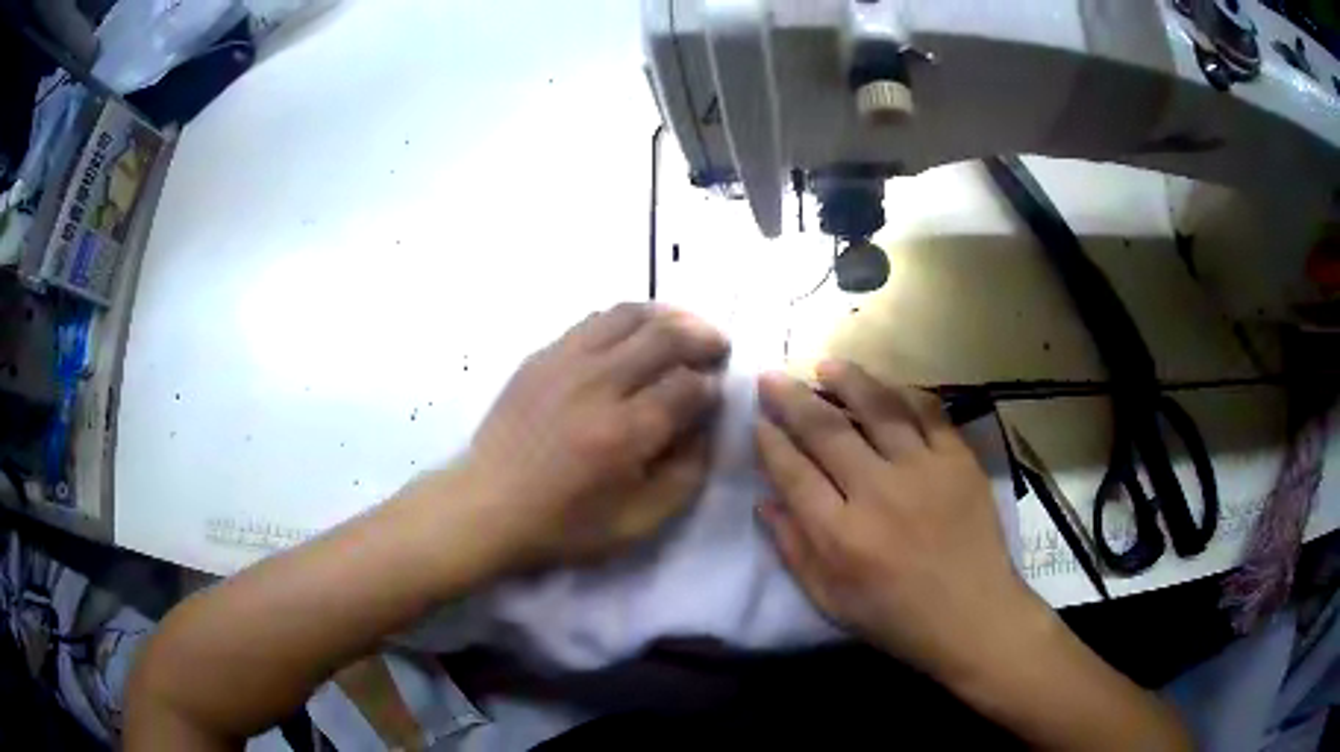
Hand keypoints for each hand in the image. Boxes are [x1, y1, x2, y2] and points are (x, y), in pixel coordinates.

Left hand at [462, 303, 728, 570]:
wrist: (486, 505)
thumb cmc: (563, 525)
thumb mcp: (638, 523)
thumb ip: (685, 476)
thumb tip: (706, 427)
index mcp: (624, 433)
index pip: (688, 386)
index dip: (712, 386)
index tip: (716, 394)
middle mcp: (597, 384)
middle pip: (666, 335)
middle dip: (704, 337)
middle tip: (719, 347)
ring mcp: (564, 362)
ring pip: (630, 314)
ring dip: (668, 316)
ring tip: (685, 328)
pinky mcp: (542, 355)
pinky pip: (594, 320)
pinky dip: (627, 320)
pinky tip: (636, 335)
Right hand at [755, 361, 1043, 683]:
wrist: (973, 615)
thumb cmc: (896, 618)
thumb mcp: (830, 601)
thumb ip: (794, 551)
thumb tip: (764, 502)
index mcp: (841, 535)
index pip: (794, 473)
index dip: (770, 442)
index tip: (757, 421)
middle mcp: (878, 493)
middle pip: (827, 431)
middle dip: (792, 399)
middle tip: (772, 377)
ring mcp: (923, 470)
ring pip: (878, 409)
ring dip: (847, 381)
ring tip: (826, 366)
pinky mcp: (958, 460)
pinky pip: (928, 412)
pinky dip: (904, 394)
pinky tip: (886, 386)